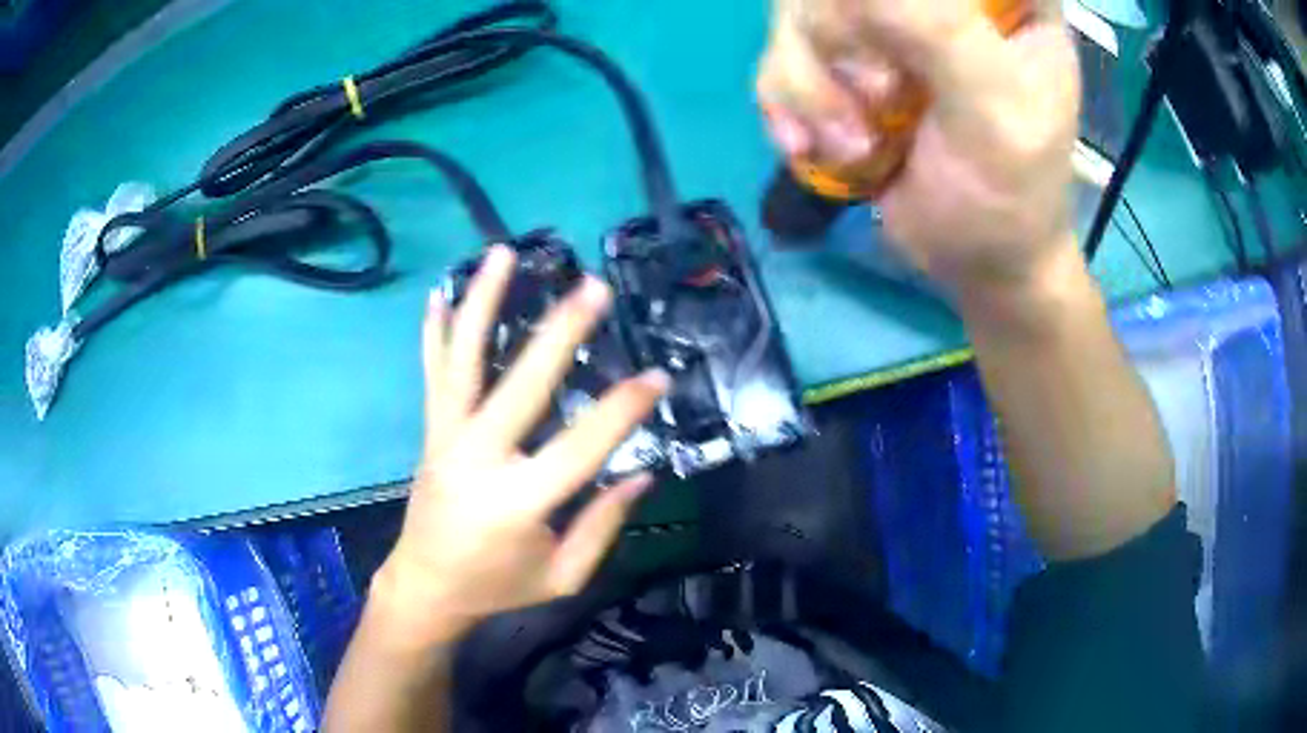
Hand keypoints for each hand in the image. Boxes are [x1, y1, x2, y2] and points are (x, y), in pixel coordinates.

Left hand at [372, 245, 669, 643]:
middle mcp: (479, 457)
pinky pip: (433, 373)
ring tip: (503, 253)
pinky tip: (439, 292)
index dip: (624, 410)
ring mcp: (448, 437)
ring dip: (483, 303)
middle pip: (522, 384)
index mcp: (519, 501)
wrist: (426, 587)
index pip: (582, 445)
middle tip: (593, 287)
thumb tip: (643, 473)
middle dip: (562, 332)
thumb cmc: (498, 587)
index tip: (658, 377)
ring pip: (463, 360)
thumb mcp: (563, 577)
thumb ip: (603, 526)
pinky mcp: (431, 431)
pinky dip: (436, 331)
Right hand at [757, 0, 1080, 296]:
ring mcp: (884, 21)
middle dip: (839, 40)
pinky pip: (780, 53)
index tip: (900, 61)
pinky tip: (815, 146)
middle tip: (877, 101)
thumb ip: (941, 31)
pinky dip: (788, 104)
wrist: (975, 261)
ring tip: (853, 144)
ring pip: (798, 10)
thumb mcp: (995, 113)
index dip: (884, 10)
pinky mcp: (843, 59)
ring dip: (810, 85)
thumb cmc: (1009, 195)